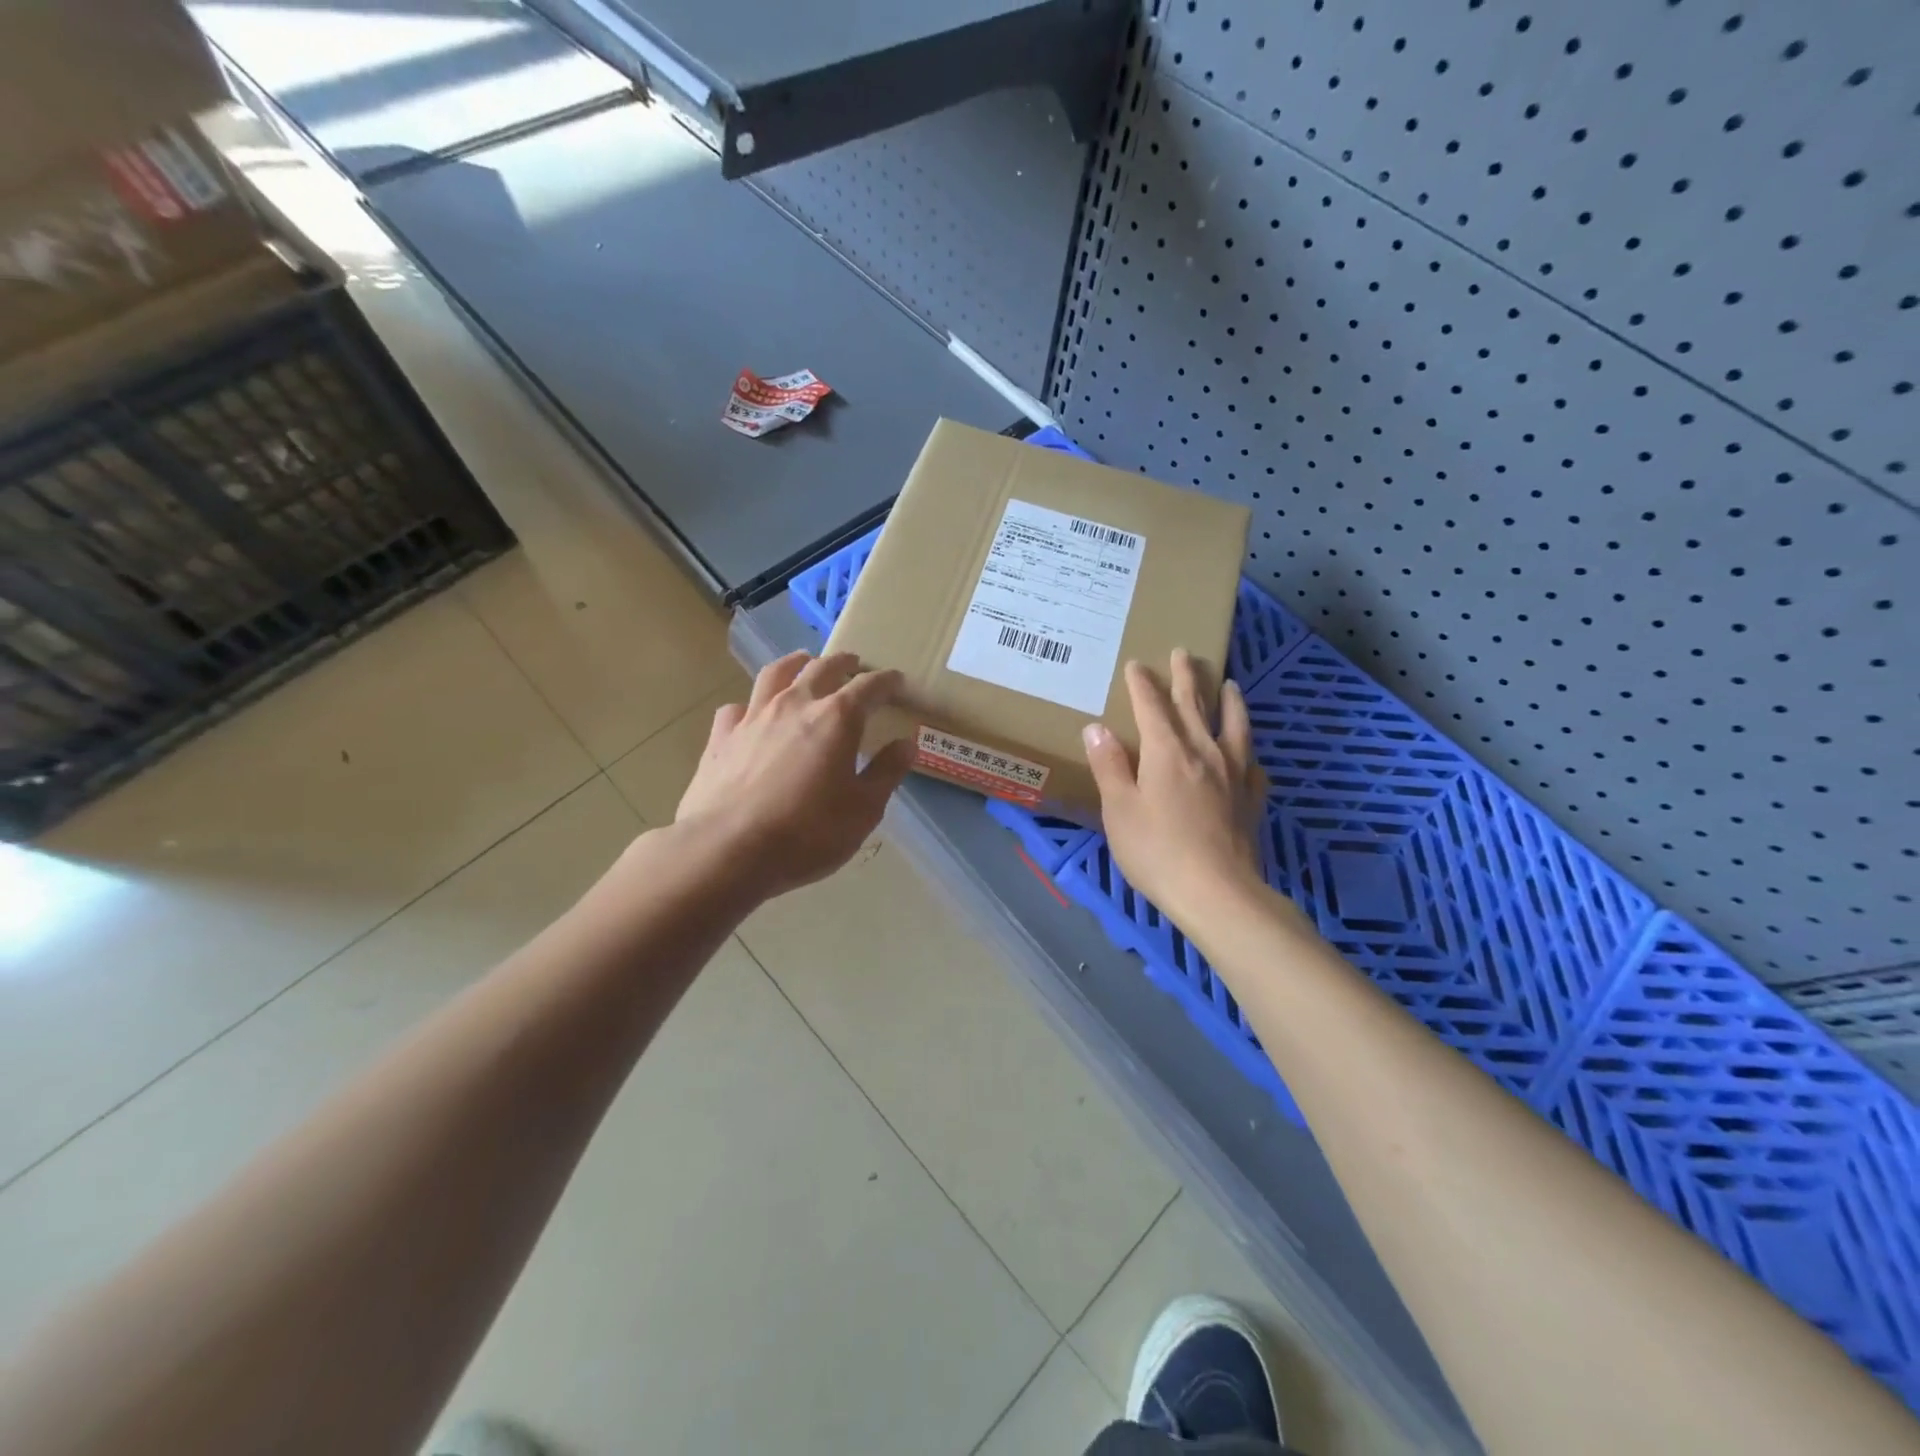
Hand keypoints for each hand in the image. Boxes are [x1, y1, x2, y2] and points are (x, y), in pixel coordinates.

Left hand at [673, 651, 914, 899]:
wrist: (728, 849)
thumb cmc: (807, 833)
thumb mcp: (863, 810)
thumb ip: (886, 772)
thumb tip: (906, 744)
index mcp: (837, 718)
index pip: (869, 687)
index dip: (887, 681)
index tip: (897, 681)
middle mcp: (795, 704)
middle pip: (822, 668)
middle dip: (843, 663)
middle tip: (853, 664)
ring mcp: (753, 717)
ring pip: (776, 674)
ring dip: (795, 664)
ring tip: (804, 663)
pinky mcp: (721, 736)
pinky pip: (737, 708)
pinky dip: (750, 706)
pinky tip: (751, 715)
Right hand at [1083, 650, 1267, 920]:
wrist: (1216, 892)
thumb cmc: (1156, 851)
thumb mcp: (1119, 809)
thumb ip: (1109, 765)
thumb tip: (1097, 727)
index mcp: (1166, 752)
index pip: (1152, 706)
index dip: (1143, 684)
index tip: (1137, 664)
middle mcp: (1203, 752)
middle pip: (1195, 705)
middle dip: (1186, 677)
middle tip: (1184, 653)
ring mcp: (1233, 774)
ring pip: (1232, 725)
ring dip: (1228, 700)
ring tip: (1229, 683)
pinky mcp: (1251, 799)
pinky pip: (1252, 764)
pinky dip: (1247, 750)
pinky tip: (1248, 754)